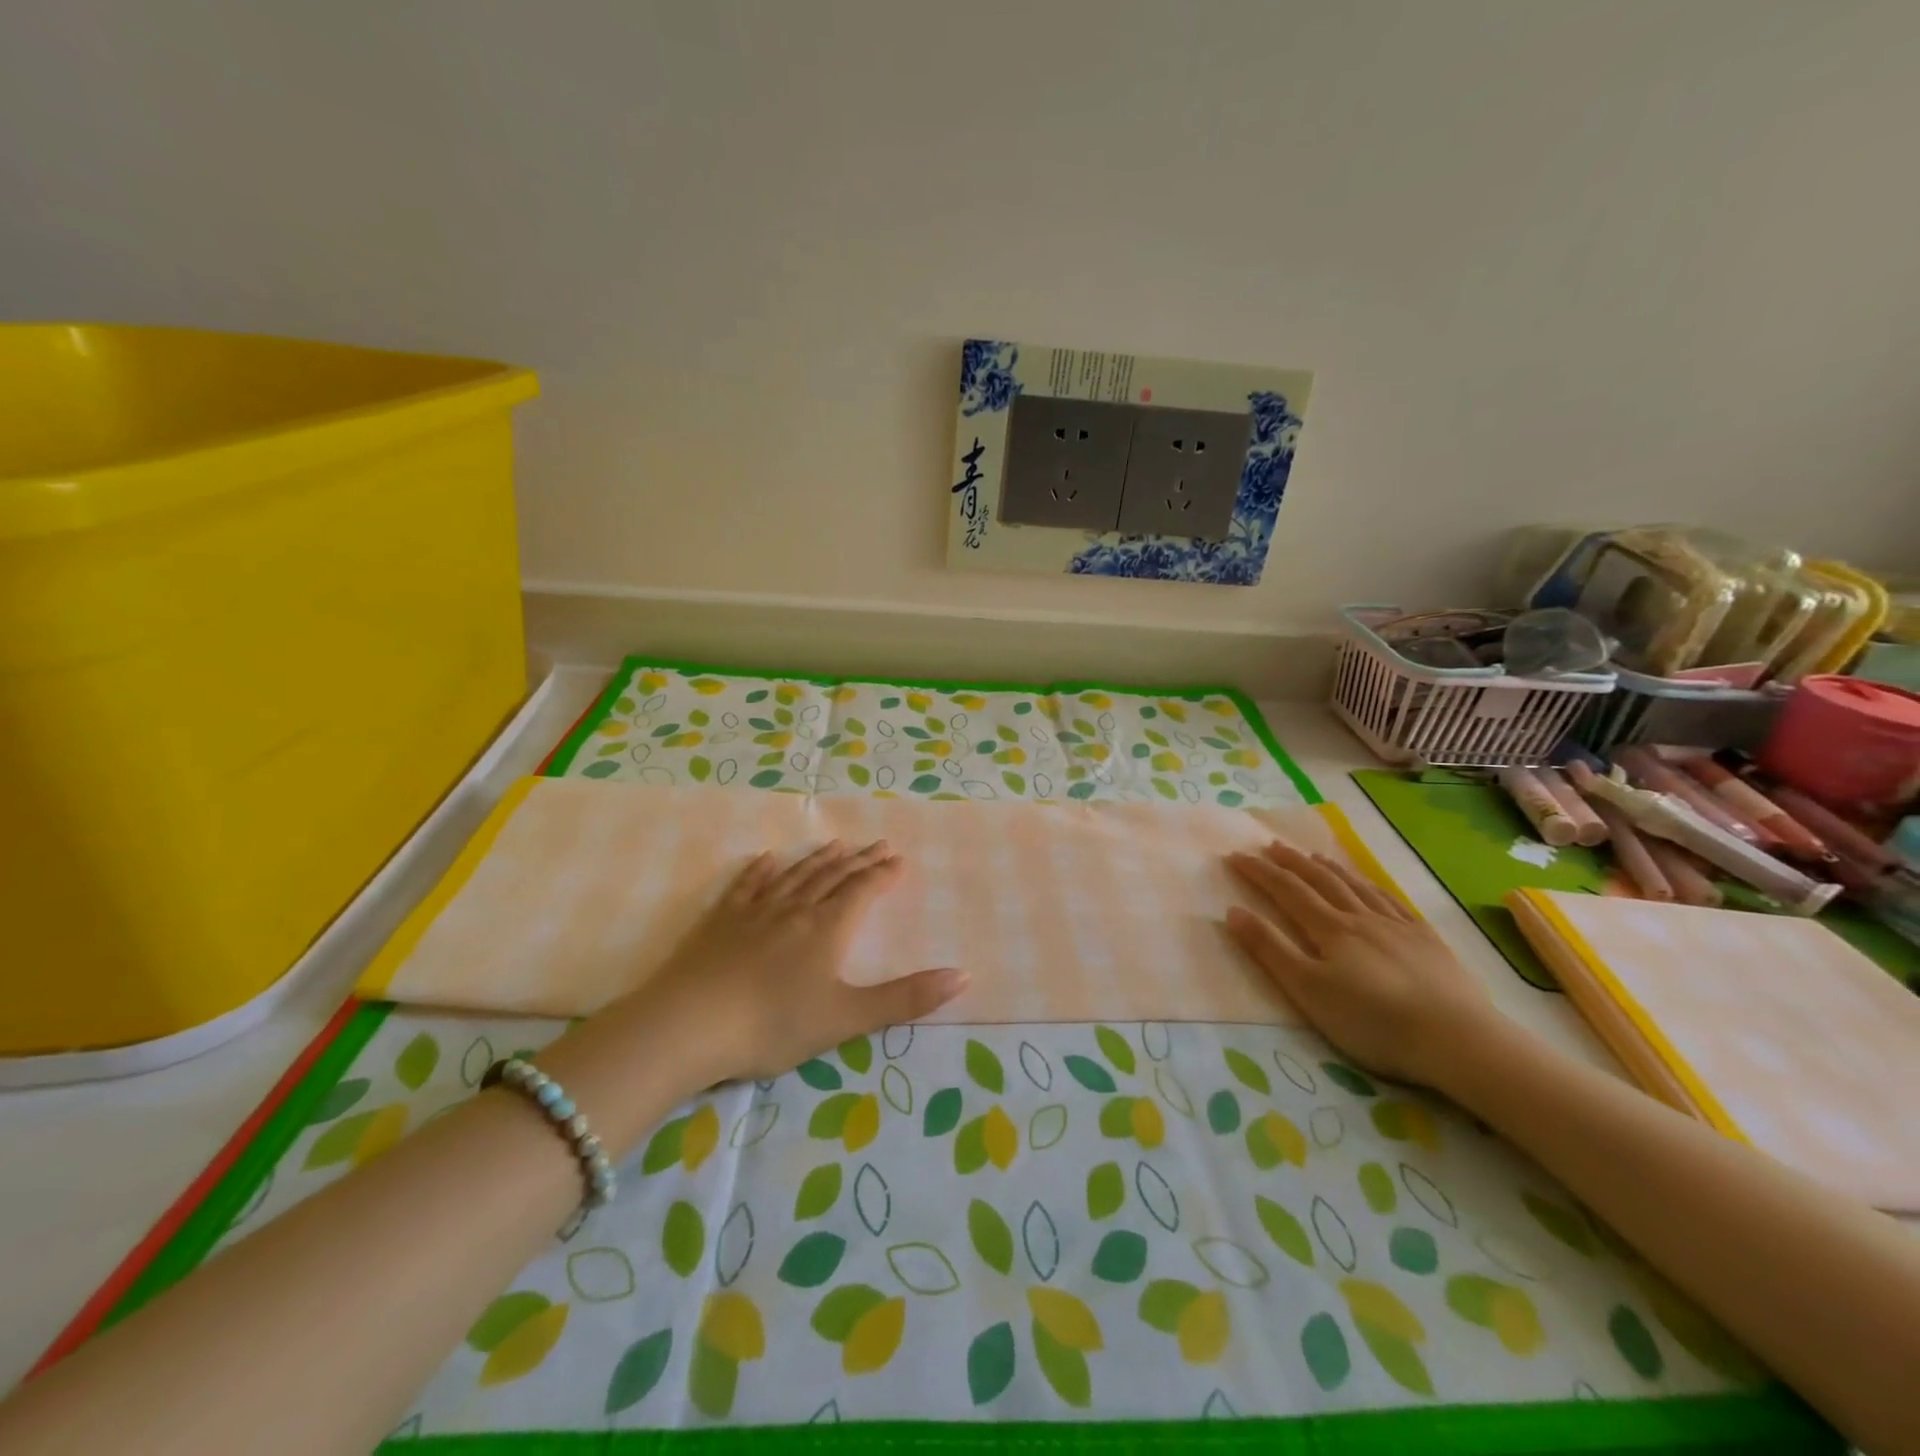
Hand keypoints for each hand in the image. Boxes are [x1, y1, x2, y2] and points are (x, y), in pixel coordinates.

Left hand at [629, 840, 965, 1082]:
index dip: (882, 875)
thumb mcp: (847, 1018)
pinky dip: (759, 871)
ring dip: (818, 860)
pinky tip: (766, 860)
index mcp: (827, 929)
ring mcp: (754, 912)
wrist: (689, 1025)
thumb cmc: (773, 1024)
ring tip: (835, 844)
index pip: (861, 891)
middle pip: (832, 877)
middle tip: (878, 844)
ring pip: (794, 877)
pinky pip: (745, 887)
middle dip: (858, 861)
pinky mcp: (719, 922)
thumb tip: (963, 975)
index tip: (898, 859)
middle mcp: (795, 910)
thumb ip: (906, 998)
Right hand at [1224, 842, 1498, 1088]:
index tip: (1236, 855)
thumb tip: (1233, 911)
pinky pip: (1392, 901)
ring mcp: (1398, 926)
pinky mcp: (1427, 941)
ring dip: (1329, 869)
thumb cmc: (1373, 1021)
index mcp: (1330, 929)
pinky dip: (1371, 886)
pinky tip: (1369, 885)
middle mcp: (1361, 918)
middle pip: (1321, 881)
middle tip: (1270, 845)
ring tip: (1312, 856)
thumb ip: (1270, 950)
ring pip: (1356, 887)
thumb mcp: (1308, 990)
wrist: (1458, 1039)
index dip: (1260, 872)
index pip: (1287, 891)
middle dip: (1291, 862)